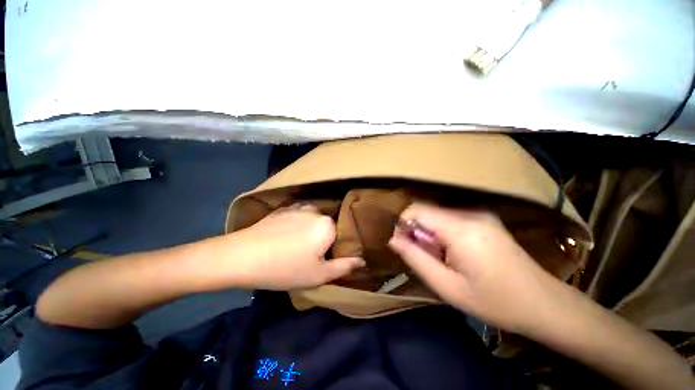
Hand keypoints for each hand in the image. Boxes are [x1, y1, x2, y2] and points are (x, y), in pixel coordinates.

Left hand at [217, 205, 364, 290]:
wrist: (242, 256)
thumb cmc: (285, 268)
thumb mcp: (319, 274)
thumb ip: (344, 266)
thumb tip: (362, 261)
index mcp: (327, 224)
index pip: (341, 234)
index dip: (334, 248)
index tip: (323, 259)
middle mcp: (315, 210)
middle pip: (327, 225)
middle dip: (323, 238)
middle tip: (309, 254)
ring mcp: (297, 207)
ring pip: (312, 219)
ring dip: (310, 230)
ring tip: (295, 246)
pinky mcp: (283, 209)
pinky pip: (298, 216)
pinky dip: (297, 225)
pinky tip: (284, 237)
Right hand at [389, 203, 557, 332]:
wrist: (542, 303)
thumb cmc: (493, 301)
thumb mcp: (446, 286)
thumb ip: (415, 258)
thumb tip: (393, 239)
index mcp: (461, 229)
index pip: (416, 210)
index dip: (403, 224)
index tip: (404, 245)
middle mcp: (470, 213)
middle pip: (426, 211)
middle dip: (417, 231)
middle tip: (425, 256)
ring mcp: (480, 213)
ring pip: (437, 214)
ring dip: (430, 232)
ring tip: (441, 257)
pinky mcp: (484, 217)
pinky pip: (450, 218)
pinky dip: (442, 232)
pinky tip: (454, 252)